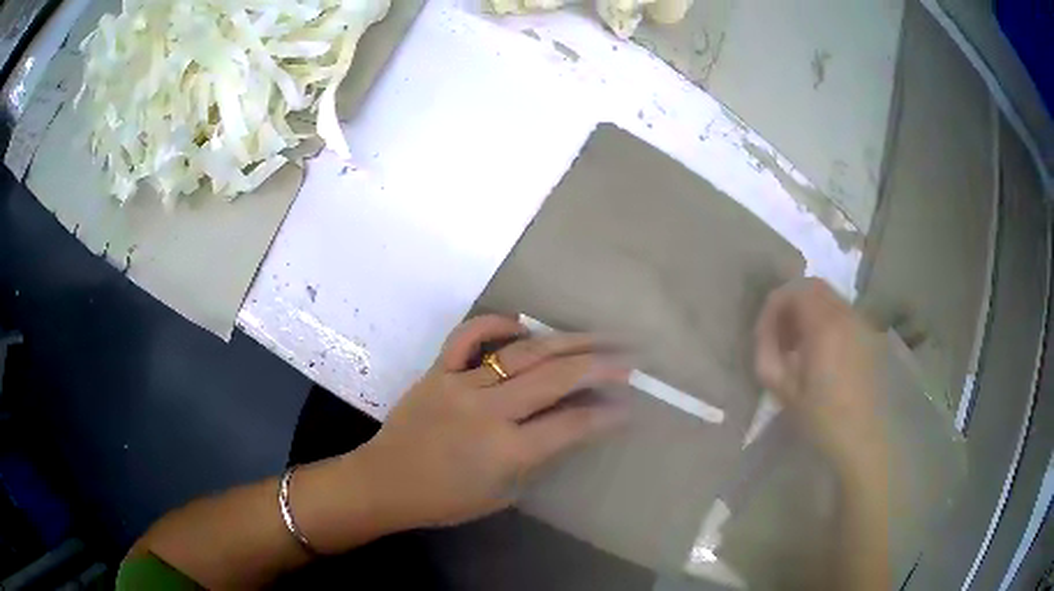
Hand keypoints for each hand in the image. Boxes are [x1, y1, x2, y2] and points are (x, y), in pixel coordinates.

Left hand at [354, 315, 629, 531]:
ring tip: (597, 336)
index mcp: (506, 451)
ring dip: (566, 341)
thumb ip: (538, 459)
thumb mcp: (502, 494)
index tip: (630, 405)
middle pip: (555, 378)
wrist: (384, 483)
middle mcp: (488, 411)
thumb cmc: (445, 500)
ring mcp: (460, 384)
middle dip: (600, 365)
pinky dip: (496, 324)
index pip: (571, 425)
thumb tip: (571, 426)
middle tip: (629, 356)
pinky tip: (522, 324)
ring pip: (522, 352)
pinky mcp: (437, 370)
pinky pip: (468, 336)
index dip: (606, 414)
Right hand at [753, 278, 883, 468]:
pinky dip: (825, 321)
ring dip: (809, 312)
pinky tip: (820, 353)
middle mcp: (846, 315)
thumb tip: (764, 334)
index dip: (774, 305)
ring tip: (798, 345)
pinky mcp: (869, 337)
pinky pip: (842, 315)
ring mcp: (861, 324)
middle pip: (814, 288)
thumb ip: (767, 355)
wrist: (862, 438)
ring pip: (830, 299)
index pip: (795, 291)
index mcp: (825, 326)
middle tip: (779, 335)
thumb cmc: (822, 419)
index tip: (764, 333)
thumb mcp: (784, 391)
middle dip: (791, 304)